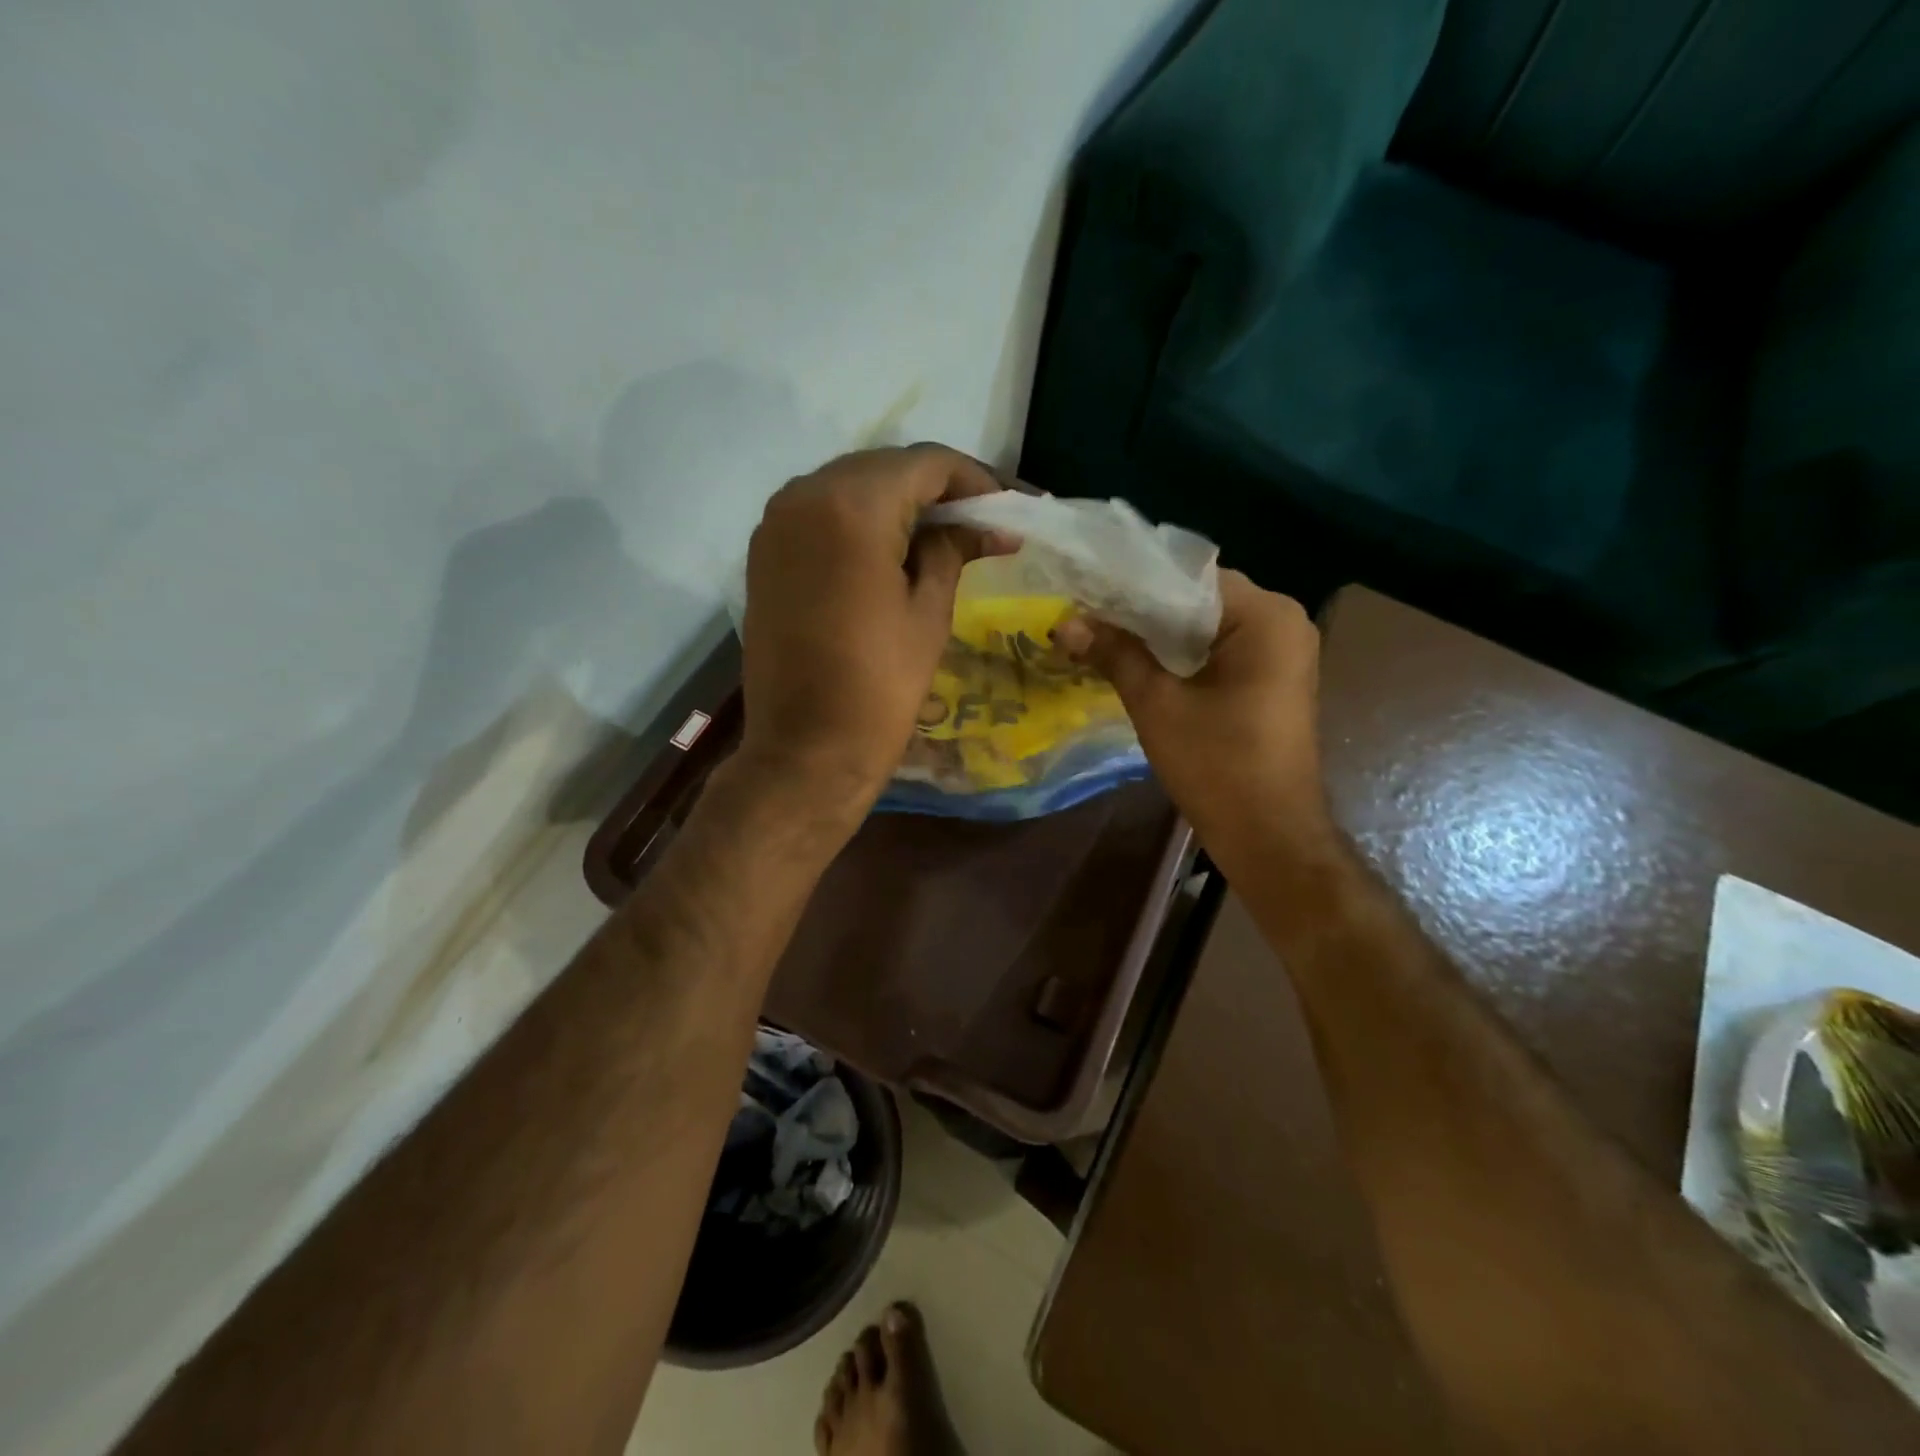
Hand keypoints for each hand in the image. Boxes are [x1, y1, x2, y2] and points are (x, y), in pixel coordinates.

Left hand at [735, 445, 1004, 825]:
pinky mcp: (764, 552)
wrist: (806, 749)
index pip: (925, 463)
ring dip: (897, 502)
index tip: (1004, 510)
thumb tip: (987, 526)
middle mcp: (804, 494)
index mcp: (852, 506)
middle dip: (935, 489)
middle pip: (885, 468)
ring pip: (850, 486)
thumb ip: (953, 550)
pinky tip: (890, 550)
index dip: (973, 480)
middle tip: (978, 524)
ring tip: (940, 536)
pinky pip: (820, 513)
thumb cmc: (879, 687)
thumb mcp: (928, 612)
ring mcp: (776, 522)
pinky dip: (859, 521)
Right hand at [1058, 572, 1331, 855]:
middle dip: (1142, 608)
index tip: (1087, 589)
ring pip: (1206, 624)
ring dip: (1158, 632)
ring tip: (1101, 631)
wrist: (1268, 835)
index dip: (1133, 583)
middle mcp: (1283, 621)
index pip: (1188, 576)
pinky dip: (1181, 652)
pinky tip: (1137, 659)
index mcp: (1265, 616)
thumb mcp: (1157, 704)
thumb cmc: (1217, 766)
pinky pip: (1219, 648)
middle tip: (1086, 611)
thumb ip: (1114, 654)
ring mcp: (1282, 650)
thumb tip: (1064, 622)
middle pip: (1198, 597)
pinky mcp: (1272, 676)